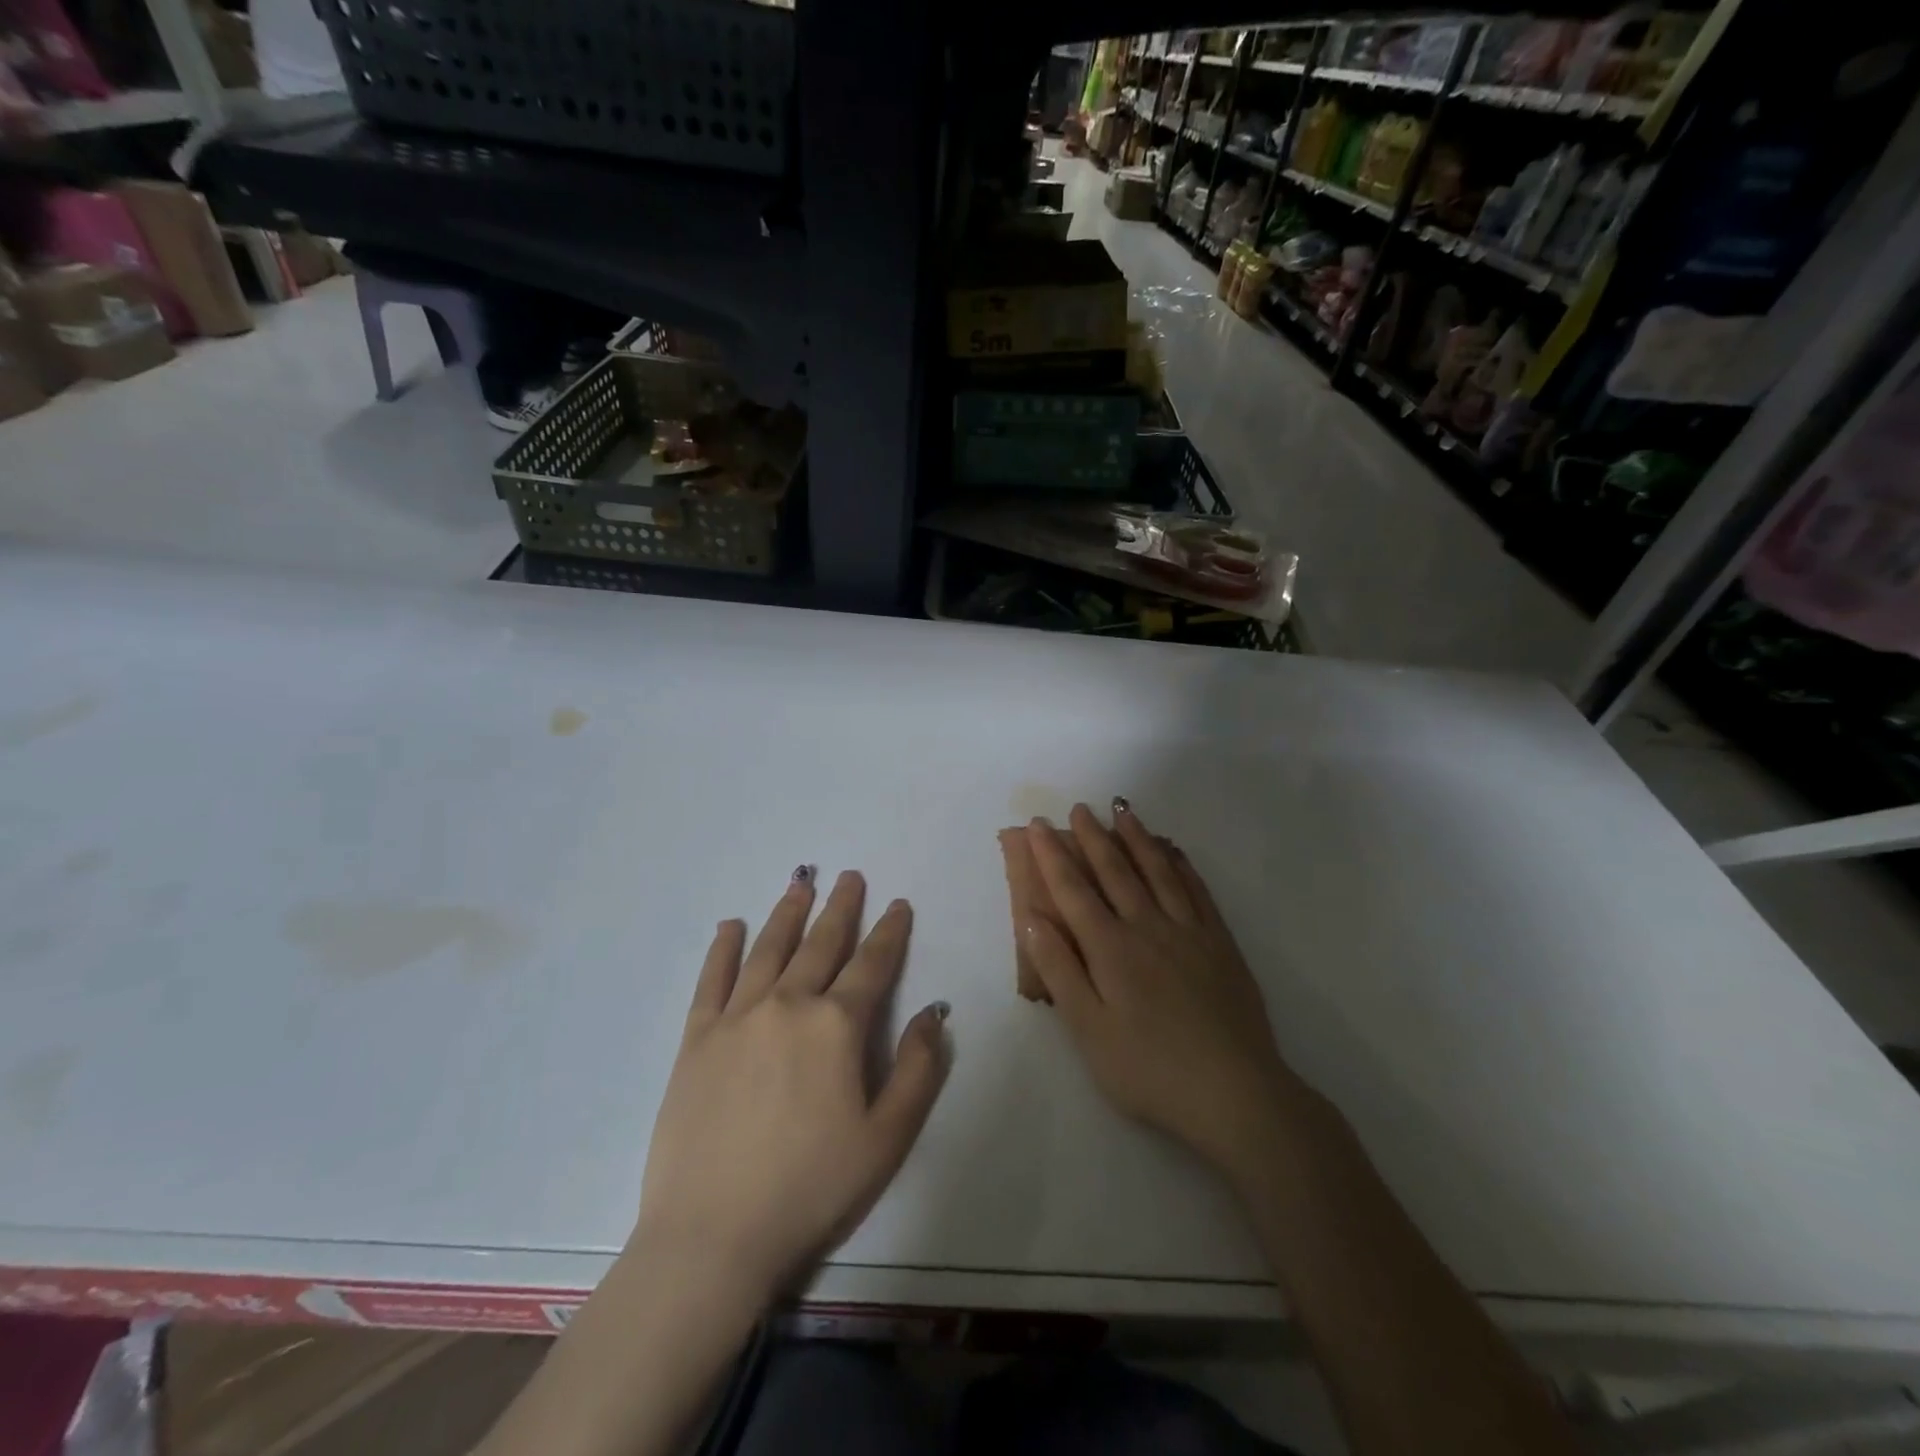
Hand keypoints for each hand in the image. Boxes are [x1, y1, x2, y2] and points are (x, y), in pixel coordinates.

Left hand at [634, 869, 950, 1303]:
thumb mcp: (887, 1137)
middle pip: (820, 944)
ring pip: (768, 949)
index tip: (898, 904)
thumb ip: (919, 1069)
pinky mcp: (696, 1039)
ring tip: (800, 883)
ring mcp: (737, 1017)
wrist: (713, 1236)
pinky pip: (712, 980)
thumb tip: (934, 1012)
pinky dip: (723, 949)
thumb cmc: (811, 1188)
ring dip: (788, 913)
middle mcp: (788, 1004)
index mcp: (836, 1025)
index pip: (872, 964)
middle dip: (840, 908)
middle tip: (850, 876)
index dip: (889, 931)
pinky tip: (731, 926)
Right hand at [1022, 803, 1302, 1185]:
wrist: (1235, 1093)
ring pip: (1158, 871)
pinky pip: (1197, 890)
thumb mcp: (1088, 1030)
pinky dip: (1182, 864)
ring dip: (1137, 838)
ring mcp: (1189, 931)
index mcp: (1110, 948)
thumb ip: (1059, 970)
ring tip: (1123, 810)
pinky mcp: (1220, 943)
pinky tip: (1174, 850)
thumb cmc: (1149, 1069)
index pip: (1073, 891)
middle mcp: (1148, 927)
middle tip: (1079, 808)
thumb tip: (1030, 918)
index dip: (1052, 856)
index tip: (1037, 825)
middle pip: (1115, 871)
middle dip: (1093, 837)